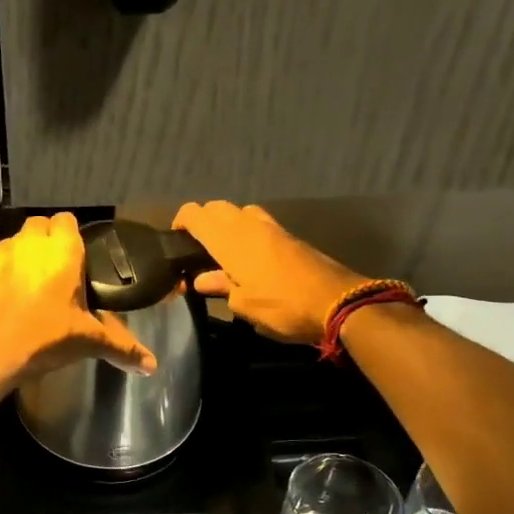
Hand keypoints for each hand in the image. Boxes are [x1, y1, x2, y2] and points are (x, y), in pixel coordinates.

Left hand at [0, 213, 156, 391]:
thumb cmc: (44, 340)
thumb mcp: (87, 342)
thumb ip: (122, 347)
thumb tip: (152, 366)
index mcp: (62, 252)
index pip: (67, 220)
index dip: (72, 235)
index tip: (77, 257)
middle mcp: (29, 244)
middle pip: (39, 225)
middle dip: (47, 241)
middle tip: (55, 271)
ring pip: (13, 242)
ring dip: (22, 255)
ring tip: (28, 285)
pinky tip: (3, 299)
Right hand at [173, 201, 362, 344]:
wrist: (338, 302)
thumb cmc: (282, 306)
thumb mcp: (244, 305)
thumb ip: (221, 287)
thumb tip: (201, 279)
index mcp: (229, 240)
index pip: (195, 214)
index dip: (181, 222)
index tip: (175, 240)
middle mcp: (248, 225)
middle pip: (217, 207)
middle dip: (203, 221)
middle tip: (197, 248)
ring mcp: (271, 227)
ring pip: (239, 211)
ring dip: (227, 223)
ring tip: (223, 251)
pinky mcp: (289, 236)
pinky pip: (258, 222)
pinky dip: (246, 230)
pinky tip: (248, 256)